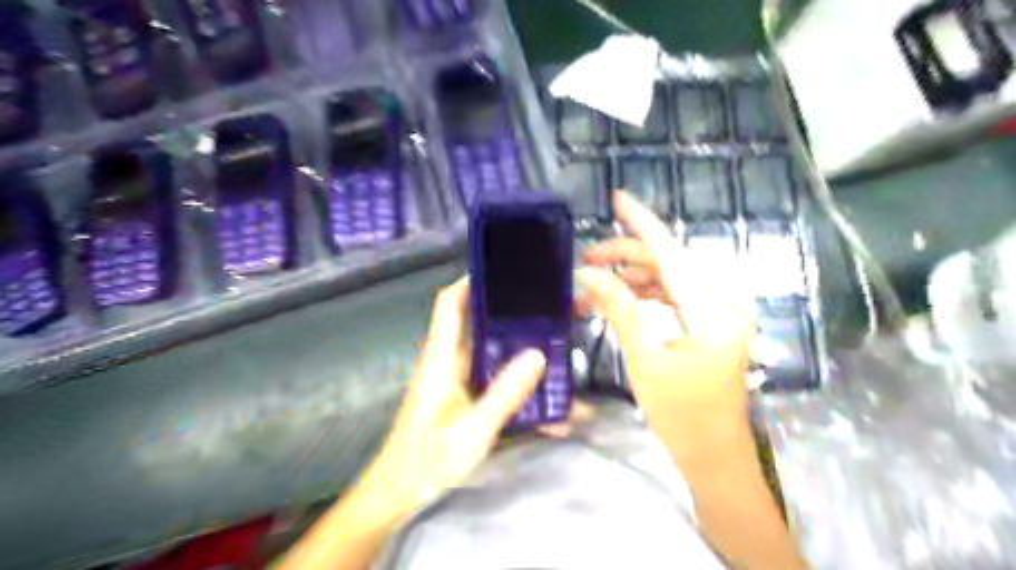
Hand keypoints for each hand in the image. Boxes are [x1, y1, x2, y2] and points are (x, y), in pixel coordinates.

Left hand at [353, 277, 553, 522]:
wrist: (397, 497)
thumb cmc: (426, 463)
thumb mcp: (471, 431)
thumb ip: (504, 394)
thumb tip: (537, 355)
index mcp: (440, 359)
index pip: (450, 305)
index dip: (471, 282)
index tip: (506, 270)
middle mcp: (448, 363)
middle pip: (476, 323)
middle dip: (509, 313)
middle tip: (548, 306)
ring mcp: (456, 382)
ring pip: (489, 352)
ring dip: (518, 347)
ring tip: (555, 341)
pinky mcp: (464, 400)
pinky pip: (494, 380)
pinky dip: (517, 381)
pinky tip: (546, 395)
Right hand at [580, 191, 752, 467]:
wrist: (713, 453)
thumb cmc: (680, 414)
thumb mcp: (644, 359)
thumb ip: (619, 308)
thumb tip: (588, 274)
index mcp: (713, 311)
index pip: (672, 254)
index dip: (642, 224)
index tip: (617, 198)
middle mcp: (723, 303)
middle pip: (671, 262)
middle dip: (627, 255)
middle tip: (587, 259)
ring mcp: (720, 313)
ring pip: (671, 277)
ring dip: (633, 276)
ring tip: (595, 282)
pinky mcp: (712, 324)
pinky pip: (675, 295)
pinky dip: (646, 293)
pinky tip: (620, 296)